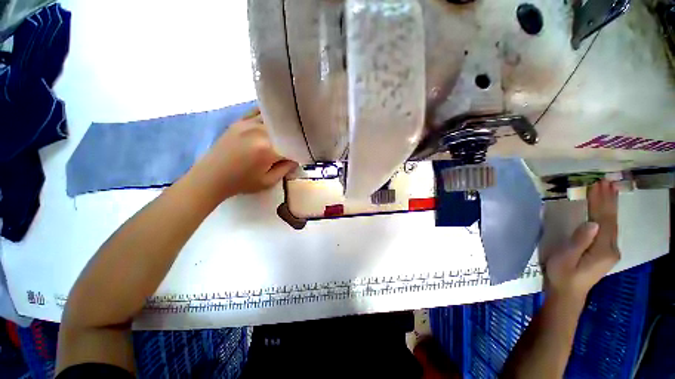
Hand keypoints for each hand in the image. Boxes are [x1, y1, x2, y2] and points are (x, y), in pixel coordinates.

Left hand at [192, 108, 297, 200]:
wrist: (211, 177)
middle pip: (284, 130)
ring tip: (288, 132)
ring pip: (274, 119)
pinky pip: (258, 111)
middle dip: (293, 137)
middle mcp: (260, 131)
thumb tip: (297, 158)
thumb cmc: (241, 183)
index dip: (300, 150)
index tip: (302, 155)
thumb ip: (286, 169)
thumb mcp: (268, 182)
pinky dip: (268, 115)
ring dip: (282, 125)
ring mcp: (248, 123)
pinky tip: (273, 118)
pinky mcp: (240, 121)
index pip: (293, 146)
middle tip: (297, 144)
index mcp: (268, 149)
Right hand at [543, 180, 619, 303]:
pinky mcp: (605, 251)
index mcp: (603, 250)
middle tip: (605, 181)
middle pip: (611, 220)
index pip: (603, 220)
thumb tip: (592, 223)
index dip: (600, 202)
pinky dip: (608, 215)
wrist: (568, 293)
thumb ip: (580, 242)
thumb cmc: (562, 274)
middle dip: (608, 200)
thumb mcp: (566, 258)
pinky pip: (609, 228)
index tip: (597, 185)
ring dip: (610, 205)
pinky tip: (607, 209)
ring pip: (612, 223)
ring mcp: (610, 250)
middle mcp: (611, 248)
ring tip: (609, 189)